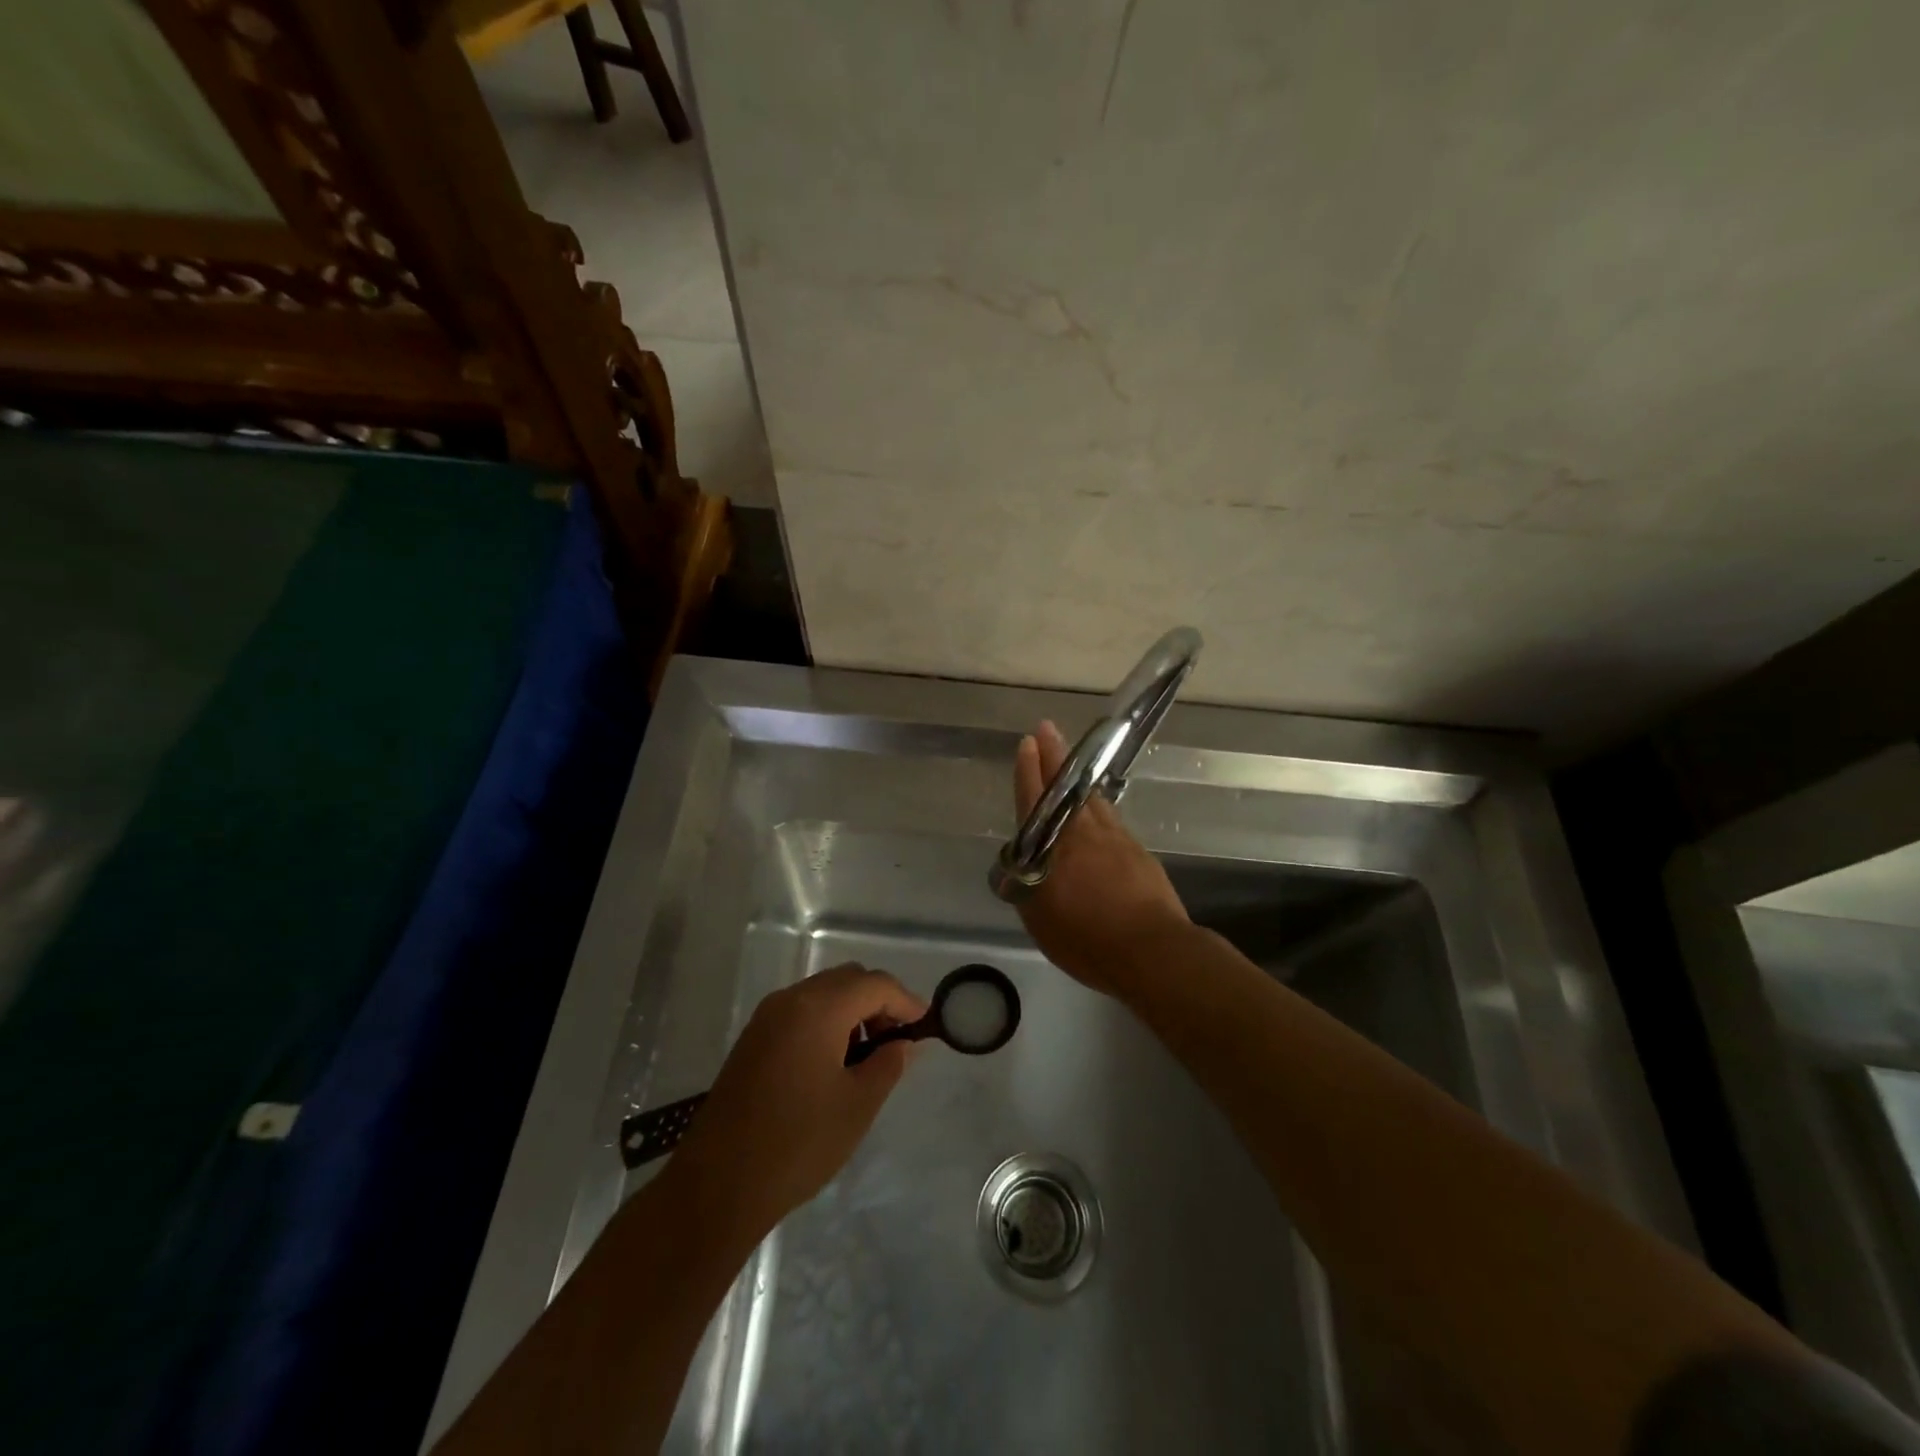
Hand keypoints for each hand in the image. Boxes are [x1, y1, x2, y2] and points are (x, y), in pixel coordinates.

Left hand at [665, 964, 924, 1240]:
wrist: (718, 1185)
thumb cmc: (798, 1142)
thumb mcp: (857, 1106)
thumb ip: (888, 1065)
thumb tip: (902, 1044)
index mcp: (819, 1008)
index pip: (874, 984)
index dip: (906, 1001)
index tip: (925, 1026)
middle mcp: (790, 999)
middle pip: (848, 979)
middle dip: (878, 1002)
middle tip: (897, 1041)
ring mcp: (767, 1017)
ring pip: (823, 993)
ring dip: (852, 1012)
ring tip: (867, 1057)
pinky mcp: (753, 1039)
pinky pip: (801, 1011)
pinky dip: (826, 1022)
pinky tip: (833, 1064)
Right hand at [1012, 720, 1190, 996]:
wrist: (1152, 950)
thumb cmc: (1087, 939)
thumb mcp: (1041, 921)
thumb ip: (1029, 889)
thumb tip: (1025, 869)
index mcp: (1055, 848)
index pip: (1036, 800)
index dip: (1029, 770)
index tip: (1028, 742)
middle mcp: (1084, 833)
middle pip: (1066, 787)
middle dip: (1054, 757)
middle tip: (1047, 729)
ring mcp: (1116, 839)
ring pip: (1092, 799)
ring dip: (1078, 777)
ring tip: (1070, 760)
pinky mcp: (1137, 852)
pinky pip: (1111, 818)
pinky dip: (1098, 805)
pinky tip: (1097, 807)